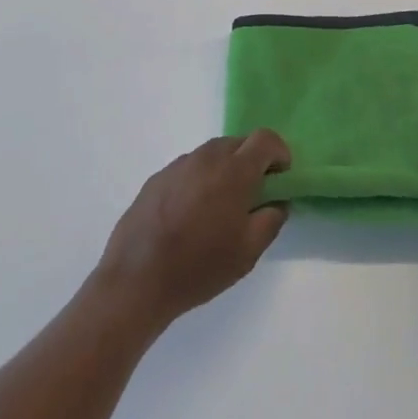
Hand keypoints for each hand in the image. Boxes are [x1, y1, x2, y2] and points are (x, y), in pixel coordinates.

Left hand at [93, 131, 290, 333]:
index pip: (265, 139)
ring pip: (212, 154)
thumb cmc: (199, 266)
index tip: (281, 177)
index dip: (279, 153)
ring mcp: (177, 165)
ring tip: (220, 207)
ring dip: (225, 169)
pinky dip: (200, 179)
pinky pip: (189, 168)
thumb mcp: (248, 252)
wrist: (136, 279)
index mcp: (233, 171)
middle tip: (254, 195)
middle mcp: (205, 158)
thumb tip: (277, 201)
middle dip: (253, 161)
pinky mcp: (156, 178)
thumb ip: (272, 219)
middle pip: (238, 142)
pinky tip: (191, 213)